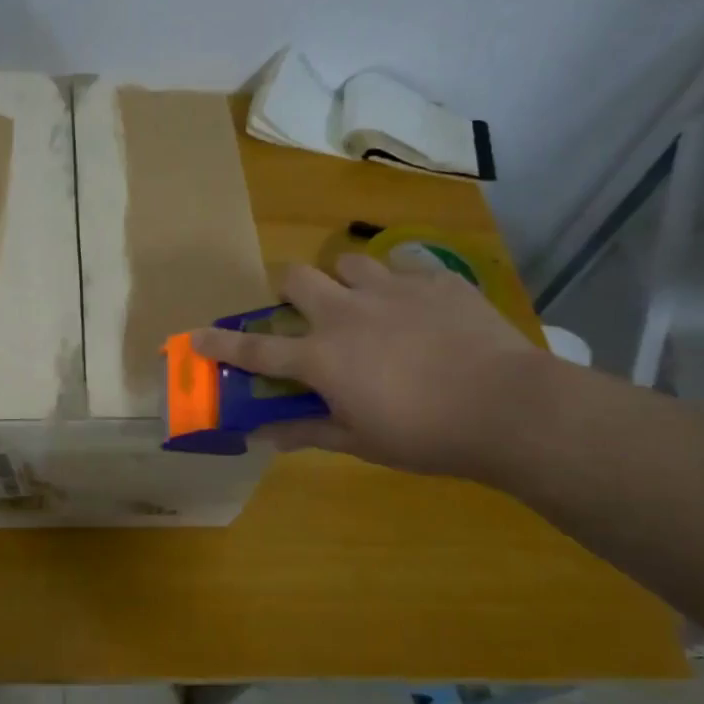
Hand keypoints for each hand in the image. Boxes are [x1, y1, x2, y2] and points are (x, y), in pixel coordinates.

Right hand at [189, 254, 545, 478]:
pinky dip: (401, 284)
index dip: (221, 343)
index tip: (195, 336)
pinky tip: (420, 308)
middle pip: (297, 278)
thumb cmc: (426, 435)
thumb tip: (261, 436)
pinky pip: (405, 267)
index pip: (256, 349)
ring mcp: (392, 290)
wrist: (508, 407)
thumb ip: (306, 432)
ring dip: (346, 281)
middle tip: (307, 311)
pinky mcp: (436, 280)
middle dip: (290, 290)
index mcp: (321, 357)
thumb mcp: (360, 441)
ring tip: (366, 304)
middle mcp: (346, 313)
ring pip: (349, 262)